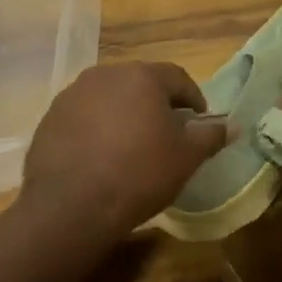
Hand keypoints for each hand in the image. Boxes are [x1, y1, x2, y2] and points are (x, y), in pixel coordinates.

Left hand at [19, 62, 230, 238]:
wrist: (70, 206)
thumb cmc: (139, 174)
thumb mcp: (186, 158)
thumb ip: (210, 136)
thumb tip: (232, 125)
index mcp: (142, 77)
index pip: (178, 77)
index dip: (193, 98)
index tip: (198, 121)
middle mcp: (105, 74)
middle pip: (140, 83)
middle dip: (156, 104)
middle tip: (166, 133)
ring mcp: (73, 94)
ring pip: (109, 98)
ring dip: (124, 114)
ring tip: (131, 146)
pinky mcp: (50, 117)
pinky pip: (83, 116)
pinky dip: (96, 128)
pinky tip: (100, 157)